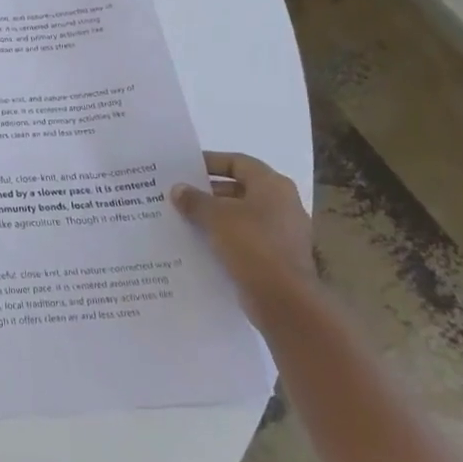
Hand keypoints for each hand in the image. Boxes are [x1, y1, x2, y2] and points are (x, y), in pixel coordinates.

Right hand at [171, 152, 314, 312]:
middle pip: (239, 188)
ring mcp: (281, 232)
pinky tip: (198, 243)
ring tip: (182, 218)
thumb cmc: (252, 245)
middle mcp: (281, 204)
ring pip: (240, 215)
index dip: (211, 162)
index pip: (238, 162)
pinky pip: (243, 239)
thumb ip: (195, 200)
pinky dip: (222, 238)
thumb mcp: (216, 217)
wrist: (284, 300)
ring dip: (213, 216)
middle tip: (178, 194)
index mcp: (272, 185)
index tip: (184, 168)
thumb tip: (178, 189)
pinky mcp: (275, 257)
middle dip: (208, 191)